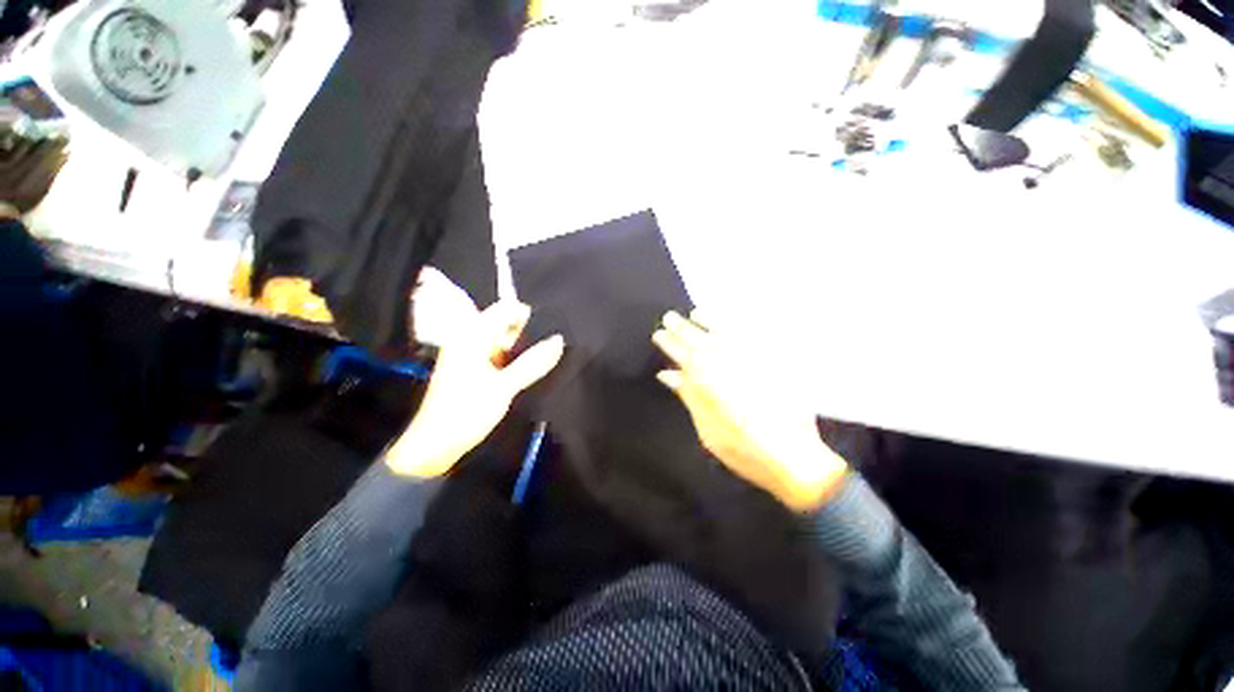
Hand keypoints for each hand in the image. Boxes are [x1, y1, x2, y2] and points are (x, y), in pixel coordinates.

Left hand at [387, 269, 563, 476]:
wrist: (435, 444)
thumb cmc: (466, 412)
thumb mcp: (505, 387)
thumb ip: (533, 363)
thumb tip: (559, 340)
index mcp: (472, 336)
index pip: (505, 309)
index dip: (528, 314)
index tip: (551, 326)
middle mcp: (469, 339)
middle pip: (504, 323)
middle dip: (528, 331)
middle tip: (550, 346)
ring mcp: (470, 354)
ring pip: (503, 340)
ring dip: (523, 346)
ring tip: (544, 357)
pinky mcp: (473, 368)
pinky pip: (498, 354)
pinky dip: (514, 358)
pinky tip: (528, 368)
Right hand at [653, 311, 847, 511]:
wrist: (794, 456)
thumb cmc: (742, 448)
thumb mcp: (706, 427)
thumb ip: (688, 395)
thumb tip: (668, 373)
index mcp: (707, 379)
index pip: (682, 353)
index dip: (669, 342)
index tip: (659, 333)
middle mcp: (727, 363)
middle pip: (700, 339)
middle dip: (682, 327)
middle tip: (669, 316)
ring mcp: (751, 360)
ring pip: (724, 332)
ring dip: (708, 321)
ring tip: (697, 313)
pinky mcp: (772, 362)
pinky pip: (750, 336)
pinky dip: (736, 327)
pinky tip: (730, 323)